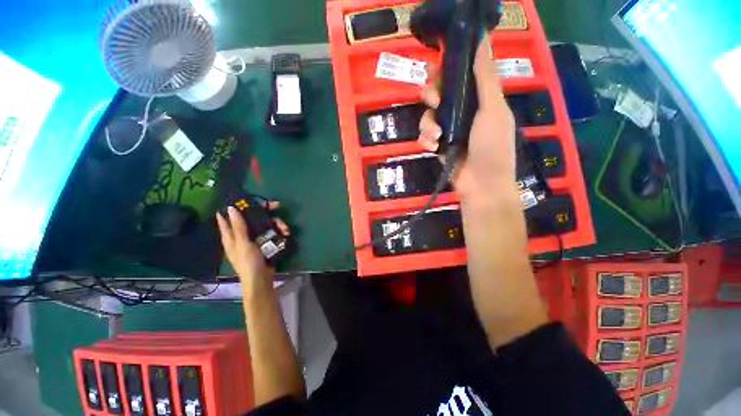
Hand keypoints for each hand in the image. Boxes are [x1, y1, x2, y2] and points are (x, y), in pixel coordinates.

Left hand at [215, 202, 289, 290]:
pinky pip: (272, 232)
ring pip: (265, 224)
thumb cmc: (248, 262)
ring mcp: (255, 238)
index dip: (235, 208)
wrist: (261, 278)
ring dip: (277, 223)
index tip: (244, 199)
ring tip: (285, 228)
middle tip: (278, 206)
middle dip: (266, 212)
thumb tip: (231, 208)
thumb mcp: (243, 244)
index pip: (228, 218)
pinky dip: (280, 231)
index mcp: (232, 236)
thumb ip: (238, 227)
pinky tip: (286, 233)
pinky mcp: (266, 242)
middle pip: (252, 217)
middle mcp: (243, 235)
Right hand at [418, 36, 516, 199]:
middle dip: (431, 94)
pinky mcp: (438, 145)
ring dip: (428, 124)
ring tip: (436, 137)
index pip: (458, 76)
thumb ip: (485, 78)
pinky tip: (433, 148)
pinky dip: (426, 140)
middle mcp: (462, 111)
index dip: (445, 69)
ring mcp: (448, 130)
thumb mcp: (493, 110)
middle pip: (438, 93)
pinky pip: (424, 136)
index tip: (436, 67)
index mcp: (478, 99)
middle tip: (434, 100)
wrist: (481, 185)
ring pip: (427, 116)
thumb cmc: (492, 147)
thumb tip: (481, 41)